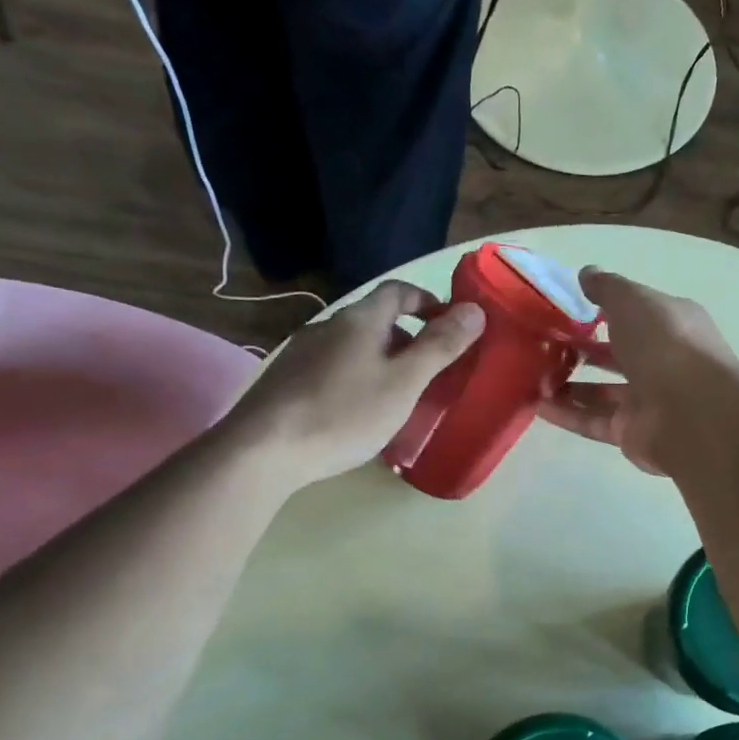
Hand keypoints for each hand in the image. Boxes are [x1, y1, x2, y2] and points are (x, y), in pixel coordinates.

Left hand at [230, 280, 484, 486]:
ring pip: (353, 346)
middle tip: (428, 370)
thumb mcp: (404, 383)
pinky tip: (355, 411)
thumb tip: (475, 310)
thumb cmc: (344, 413)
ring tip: (395, 395)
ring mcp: (301, 353)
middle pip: (375, 319)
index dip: (426, 299)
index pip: (397, 290)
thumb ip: (440, 347)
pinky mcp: (286, 380)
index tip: (448, 323)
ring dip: (380, 359)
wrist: (263, 449)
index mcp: (359, 320)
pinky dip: (355, 377)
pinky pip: (332, 367)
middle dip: (406, 337)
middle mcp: (327, 326)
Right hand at [537, 268, 738, 474]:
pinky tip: (537, 405)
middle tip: (542, 346)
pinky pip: (593, 421)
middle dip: (581, 350)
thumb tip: (586, 273)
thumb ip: (607, 288)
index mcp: (670, 324)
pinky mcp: (632, 433)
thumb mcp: (633, 301)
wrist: (692, 413)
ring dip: (567, 385)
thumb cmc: (665, 345)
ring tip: (532, 377)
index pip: (634, 314)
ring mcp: (648, 400)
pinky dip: (567, 414)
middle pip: (616, 354)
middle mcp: (661, 362)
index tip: (563, 309)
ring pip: (601, 391)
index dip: (601, 310)